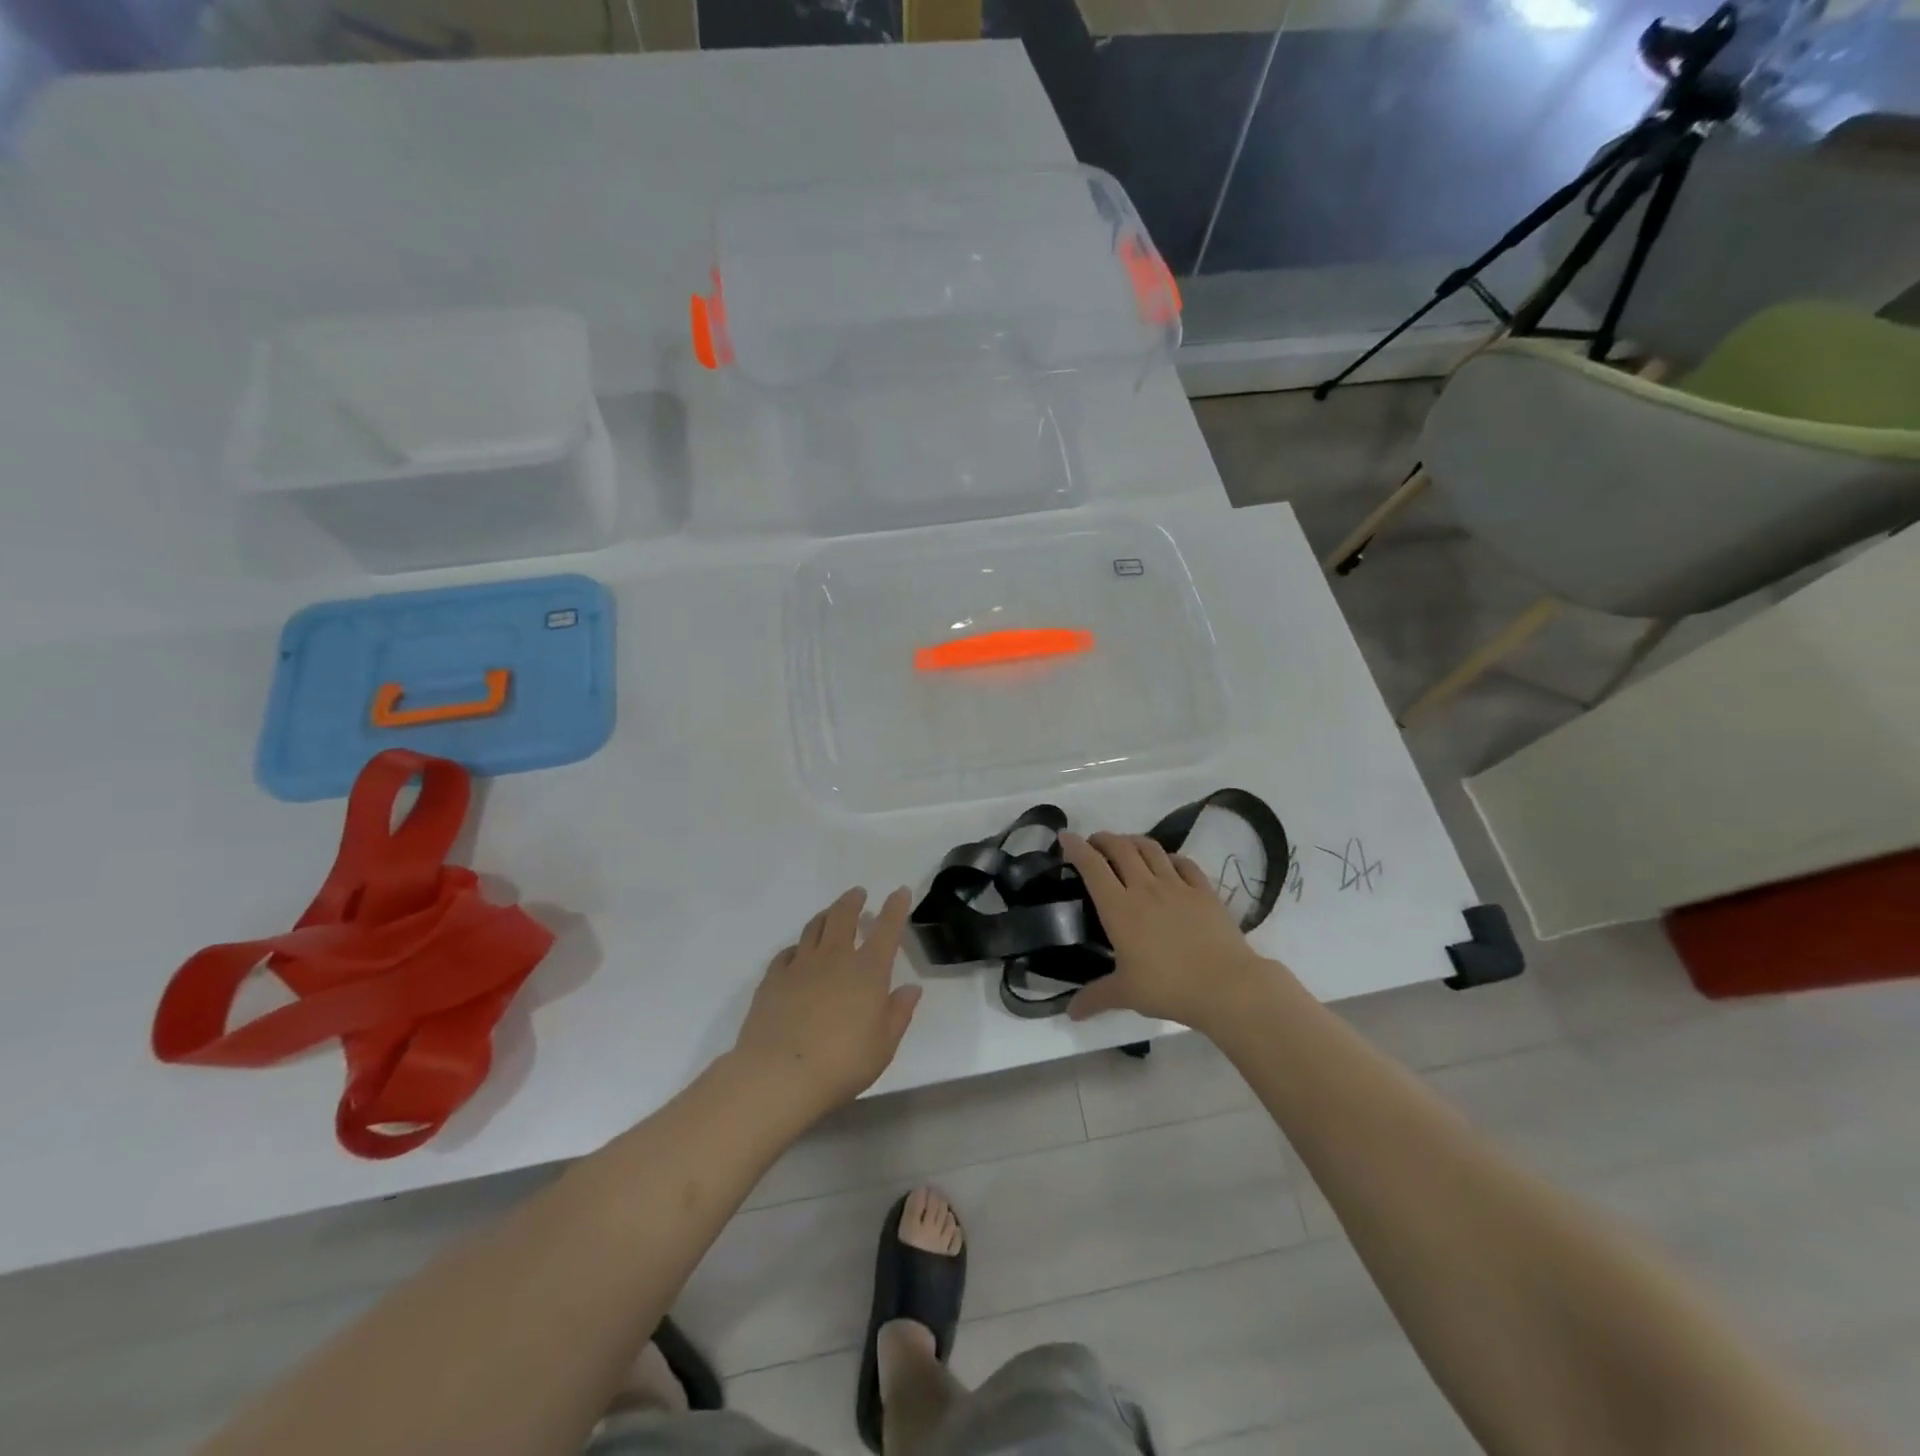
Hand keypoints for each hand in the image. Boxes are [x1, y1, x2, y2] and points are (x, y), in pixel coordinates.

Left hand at [732, 887, 921, 1118]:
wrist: (779, 1074)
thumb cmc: (842, 1063)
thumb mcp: (884, 1045)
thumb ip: (899, 1013)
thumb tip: (911, 988)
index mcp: (868, 970)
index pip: (887, 929)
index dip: (895, 908)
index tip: (899, 892)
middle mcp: (835, 958)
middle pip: (843, 917)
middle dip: (853, 902)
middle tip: (858, 893)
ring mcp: (800, 966)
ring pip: (814, 928)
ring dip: (826, 916)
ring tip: (830, 913)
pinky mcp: (773, 979)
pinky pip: (787, 953)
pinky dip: (798, 947)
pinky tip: (798, 953)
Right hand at [1061, 831, 1276, 1032]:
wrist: (1226, 986)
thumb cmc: (1169, 987)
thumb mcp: (1126, 994)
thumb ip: (1096, 998)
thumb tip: (1070, 1014)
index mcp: (1119, 907)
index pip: (1092, 866)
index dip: (1076, 847)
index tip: (1065, 837)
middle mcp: (1145, 887)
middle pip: (1120, 847)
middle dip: (1103, 839)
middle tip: (1094, 844)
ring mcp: (1177, 885)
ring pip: (1151, 848)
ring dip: (1133, 841)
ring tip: (1126, 846)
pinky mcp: (1204, 891)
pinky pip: (1184, 862)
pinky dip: (1169, 857)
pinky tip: (1167, 863)